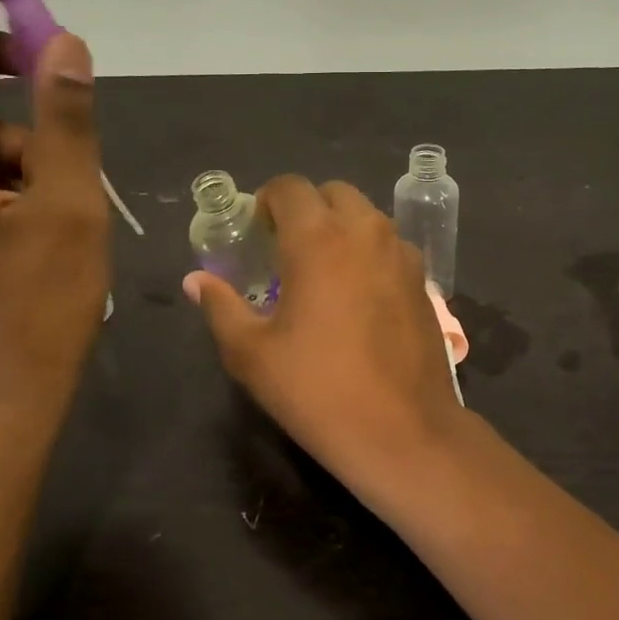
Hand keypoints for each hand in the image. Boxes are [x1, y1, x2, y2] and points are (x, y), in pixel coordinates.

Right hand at [184, 176, 467, 501]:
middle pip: (332, 194)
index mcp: (319, 238)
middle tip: (285, 250)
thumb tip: (195, 281)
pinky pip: (389, 246)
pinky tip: (357, 296)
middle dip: (306, 210)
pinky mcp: (423, 281)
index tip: (255, 232)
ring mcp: (401, 254)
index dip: (266, 201)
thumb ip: (220, 306)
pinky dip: (368, 252)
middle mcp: (366, 232)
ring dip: (340, 228)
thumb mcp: (252, 353)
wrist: (403, 432)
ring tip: (321, 273)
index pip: (290, 187)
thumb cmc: (318, 390)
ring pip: (366, 217)